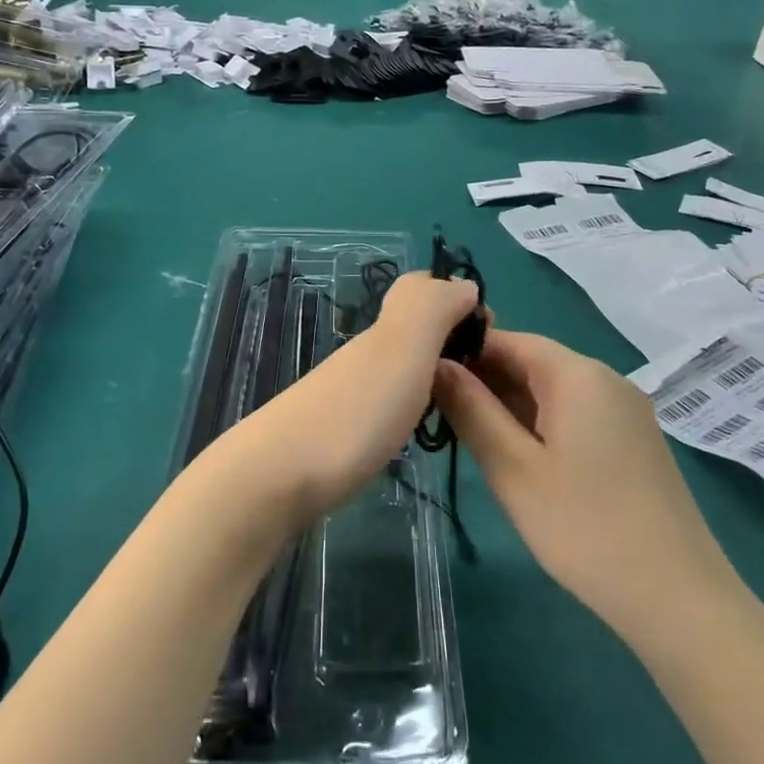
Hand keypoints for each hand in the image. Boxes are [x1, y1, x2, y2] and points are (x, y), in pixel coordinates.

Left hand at [212, 273, 481, 529]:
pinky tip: (417, 432)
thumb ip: (431, 310)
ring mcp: (347, 391)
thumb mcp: (401, 350)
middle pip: (412, 329)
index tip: (490, 342)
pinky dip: (408, 405)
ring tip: (460, 408)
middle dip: (450, 342)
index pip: (422, 291)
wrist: (274, 479)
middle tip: (482, 381)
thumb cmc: (352, 414)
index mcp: (384, 332)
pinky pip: (383, 400)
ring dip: (431, 375)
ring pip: (398, 365)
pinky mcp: (338, 429)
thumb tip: (462, 284)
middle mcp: (364, 354)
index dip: (459, 302)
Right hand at [435, 331, 738, 633]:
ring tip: (463, 432)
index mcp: (578, 374)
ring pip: (552, 391)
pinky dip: (538, 424)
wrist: (678, 598)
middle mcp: (606, 380)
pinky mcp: (632, 441)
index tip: (422, 377)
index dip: (463, 352)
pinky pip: (574, 414)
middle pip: (532, 362)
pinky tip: (514, 453)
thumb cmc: (584, 528)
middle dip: (483, 381)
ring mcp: (624, 411)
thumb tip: (436, 365)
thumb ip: (471, 410)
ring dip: (508, 405)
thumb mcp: (513, 469)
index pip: (509, 340)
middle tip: (436, 411)